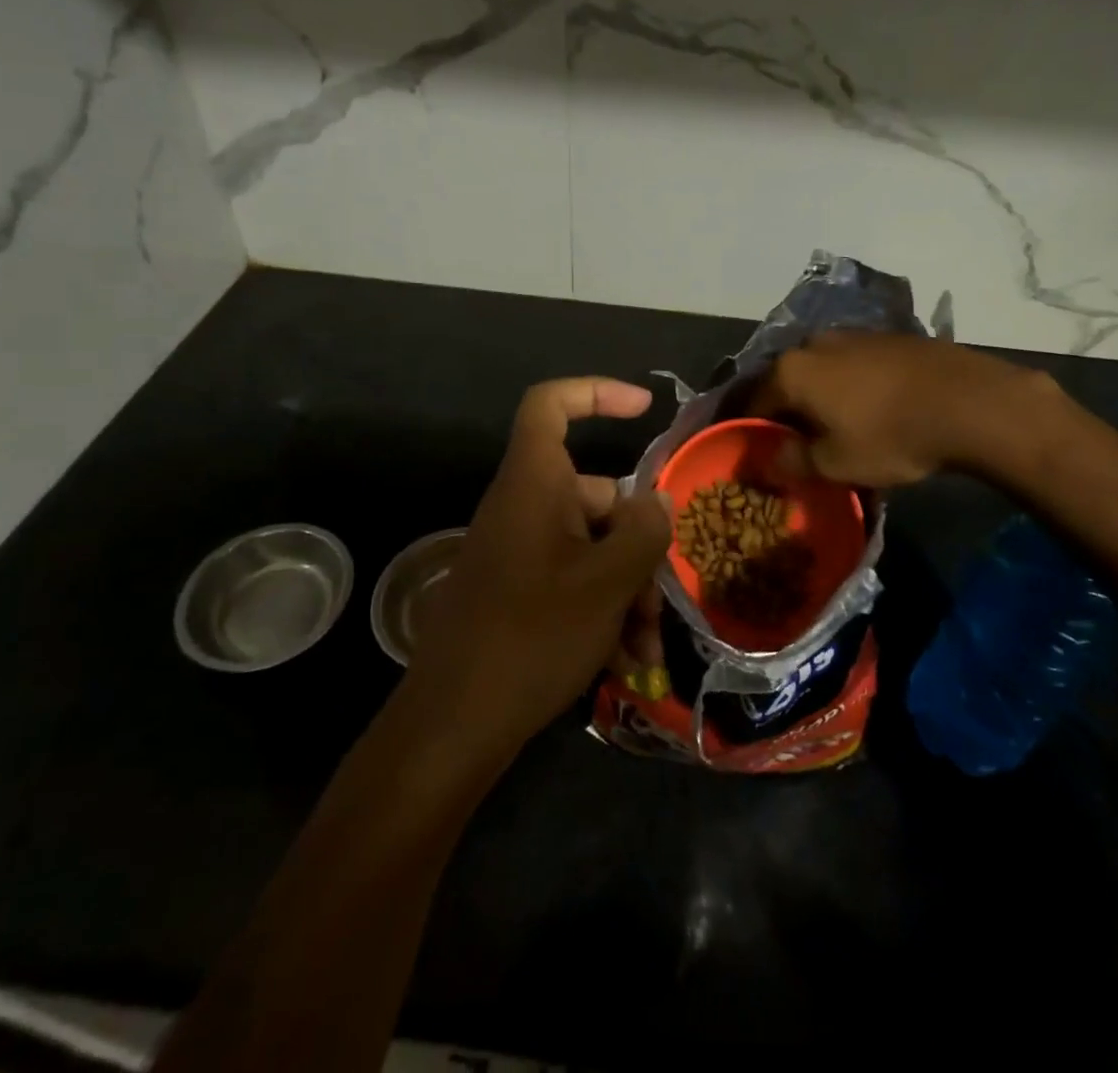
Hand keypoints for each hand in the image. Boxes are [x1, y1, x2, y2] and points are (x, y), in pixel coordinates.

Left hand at [404, 378, 671, 766]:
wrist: (453, 725)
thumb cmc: (532, 636)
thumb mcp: (607, 583)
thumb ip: (643, 532)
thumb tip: (657, 500)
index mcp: (534, 485)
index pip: (550, 405)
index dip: (595, 392)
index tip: (644, 408)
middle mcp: (524, 508)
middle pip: (594, 494)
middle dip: (638, 542)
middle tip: (664, 595)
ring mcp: (519, 552)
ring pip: (591, 547)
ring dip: (628, 589)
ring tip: (649, 647)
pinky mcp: (517, 591)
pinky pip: (571, 580)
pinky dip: (602, 610)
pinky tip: (628, 662)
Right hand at [754, 331, 1054, 487]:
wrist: (969, 402)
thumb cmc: (890, 436)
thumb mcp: (835, 464)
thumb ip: (793, 462)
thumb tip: (772, 459)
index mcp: (791, 371)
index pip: (754, 401)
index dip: (750, 429)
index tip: (753, 451)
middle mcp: (814, 344)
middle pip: (786, 381)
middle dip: (785, 410)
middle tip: (792, 441)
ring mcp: (853, 335)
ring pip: (821, 370)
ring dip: (819, 396)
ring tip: (831, 425)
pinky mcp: (888, 337)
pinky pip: (852, 364)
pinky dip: (849, 385)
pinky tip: (867, 407)